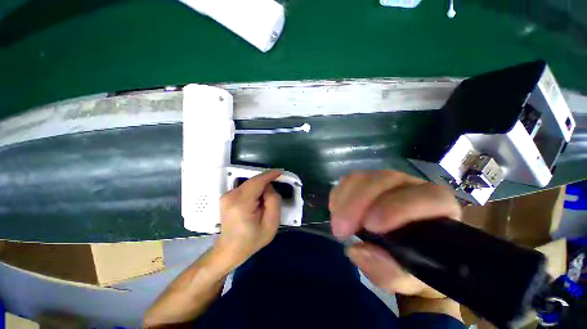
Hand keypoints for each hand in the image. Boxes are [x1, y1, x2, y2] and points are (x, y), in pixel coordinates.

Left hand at [214, 170, 281, 268]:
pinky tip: (255, 203)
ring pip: (250, 184)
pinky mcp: (226, 196)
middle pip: (254, 181)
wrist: (230, 250)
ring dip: (260, 189)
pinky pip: (245, 188)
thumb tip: (268, 187)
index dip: (269, 175)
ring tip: (262, 205)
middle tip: (271, 200)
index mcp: (241, 203)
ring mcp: (226, 195)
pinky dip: (254, 191)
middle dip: (266, 185)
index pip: (257, 182)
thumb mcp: (271, 224)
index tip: (280, 171)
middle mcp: (231, 196)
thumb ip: (273, 201)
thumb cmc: (252, 240)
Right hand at [330, 170, 460, 297]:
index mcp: (439, 207)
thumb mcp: (410, 280)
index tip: (371, 227)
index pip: (428, 197)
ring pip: (362, 177)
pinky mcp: (367, 181)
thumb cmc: (416, 265)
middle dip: (358, 202)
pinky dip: (338, 195)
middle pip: (385, 179)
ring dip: (344, 199)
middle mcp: (412, 187)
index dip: (398, 208)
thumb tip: (357, 251)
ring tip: (337, 224)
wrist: (408, 251)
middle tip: (341, 229)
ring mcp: (386, 181)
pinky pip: (349, 180)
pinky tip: (336, 211)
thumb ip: (391, 272)